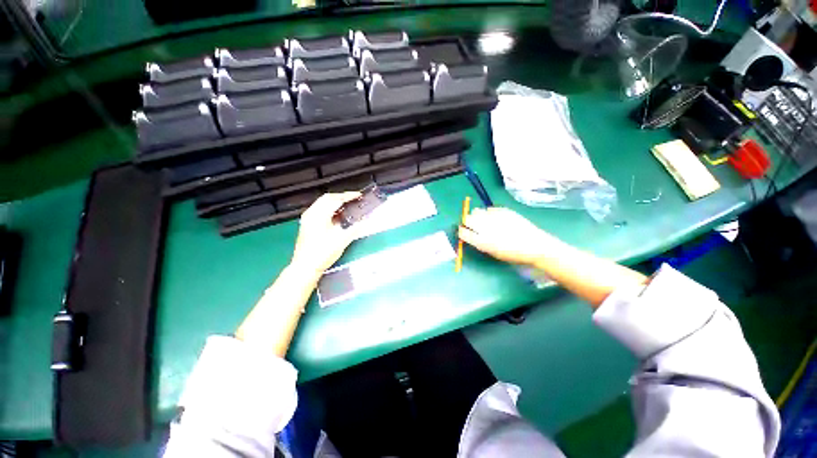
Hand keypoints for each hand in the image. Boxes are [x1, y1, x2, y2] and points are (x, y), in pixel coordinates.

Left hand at [291, 192, 360, 277]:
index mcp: (318, 215)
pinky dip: (330, 209)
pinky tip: (338, 215)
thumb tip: (366, 221)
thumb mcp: (342, 240)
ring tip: (348, 205)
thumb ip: (355, 228)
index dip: (348, 196)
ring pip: (322, 203)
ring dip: (335, 202)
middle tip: (354, 199)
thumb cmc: (322, 253)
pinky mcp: (307, 224)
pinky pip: (320, 210)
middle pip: (327, 198)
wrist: (305, 267)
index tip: (359, 195)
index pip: (335, 199)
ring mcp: (308, 219)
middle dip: (341, 197)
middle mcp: (311, 213)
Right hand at [458, 207, 555, 265]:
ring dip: (476, 216)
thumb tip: (469, 233)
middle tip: (472, 225)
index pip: (463, 232)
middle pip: (467, 219)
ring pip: (476, 211)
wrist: (534, 245)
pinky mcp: (503, 210)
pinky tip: (496, 218)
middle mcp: (485, 227)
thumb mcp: (492, 252)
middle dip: (467, 221)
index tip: (464, 231)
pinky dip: (489, 213)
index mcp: (481, 241)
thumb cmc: (512, 254)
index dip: (462, 231)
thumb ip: (478, 242)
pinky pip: (489, 209)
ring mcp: (494, 217)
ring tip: (484, 220)